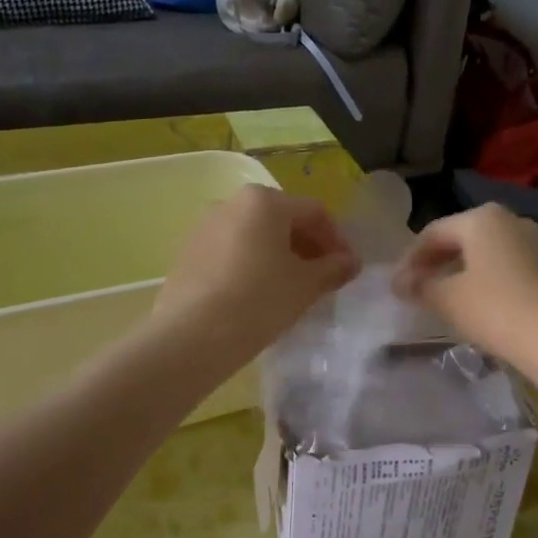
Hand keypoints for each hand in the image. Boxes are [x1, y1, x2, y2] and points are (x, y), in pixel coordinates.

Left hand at [155, 185, 361, 360]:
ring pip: (255, 236)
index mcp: (264, 201)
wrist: (191, 336)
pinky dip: (252, 265)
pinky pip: (231, 252)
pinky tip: (258, 296)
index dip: (337, 240)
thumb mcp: (306, 286)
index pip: (314, 213)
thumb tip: (350, 262)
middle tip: (322, 278)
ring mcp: (204, 227)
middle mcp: (231, 203)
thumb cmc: (258, 300)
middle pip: (282, 220)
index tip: (348, 269)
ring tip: (292, 289)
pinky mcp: (187, 253)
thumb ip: (333, 269)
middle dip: (307, 247)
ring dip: (279, 256)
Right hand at [392, 204, 537, 368]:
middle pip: (459, 238)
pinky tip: (473, 303)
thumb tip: (400, 283)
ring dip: (457, 272)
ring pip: (483, 252)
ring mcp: (533, 241)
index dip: (409, 260)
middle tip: (414, 290)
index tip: (395, 287)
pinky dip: (482, 279)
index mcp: (482, 218)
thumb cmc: (496, 310)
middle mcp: (509, 220)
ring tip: (440, 298)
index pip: (433, 233)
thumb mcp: (448, 299)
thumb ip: (420, 286)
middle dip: (433, 263)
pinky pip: (503, 265)